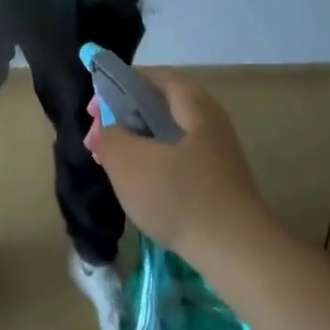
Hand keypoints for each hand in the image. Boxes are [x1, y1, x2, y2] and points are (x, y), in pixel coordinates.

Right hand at [84, 69, 266, 262]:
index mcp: (192, 102)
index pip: (148, 76)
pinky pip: (176, 159)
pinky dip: (152, 164)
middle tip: (96, 142)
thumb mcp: (127, 160)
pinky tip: (137, 186)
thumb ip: (108, 134)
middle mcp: (208, 119)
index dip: (115, 87)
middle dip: (122, 119)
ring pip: (164, 135)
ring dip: (134, 144)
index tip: (92, 112)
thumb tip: (108, 128)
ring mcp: (215, 151)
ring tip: (111, 165)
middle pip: (156, 105)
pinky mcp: (216, 180)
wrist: (236, 252)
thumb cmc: (178, 196)